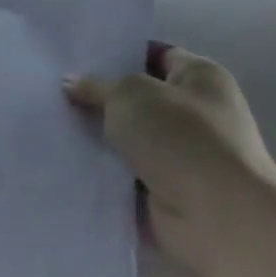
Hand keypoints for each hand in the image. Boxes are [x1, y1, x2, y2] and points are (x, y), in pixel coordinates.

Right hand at [68, 45, 275, 276]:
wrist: (222, 224)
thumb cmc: (183, 140)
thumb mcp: (129, 94)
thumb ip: (97, 86)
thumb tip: (71, 84)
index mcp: (201, 77)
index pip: (154, 54)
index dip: (117, 52)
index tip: (76, 55)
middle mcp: (198, 114)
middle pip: (138, 98)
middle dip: (101, 98)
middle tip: (55, 89)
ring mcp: (185, 158)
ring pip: (129, 139)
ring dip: (99, 138)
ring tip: (52, 122)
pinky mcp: (170, 195)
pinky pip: (126, 176)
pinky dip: (103, 174)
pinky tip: (66, 161)